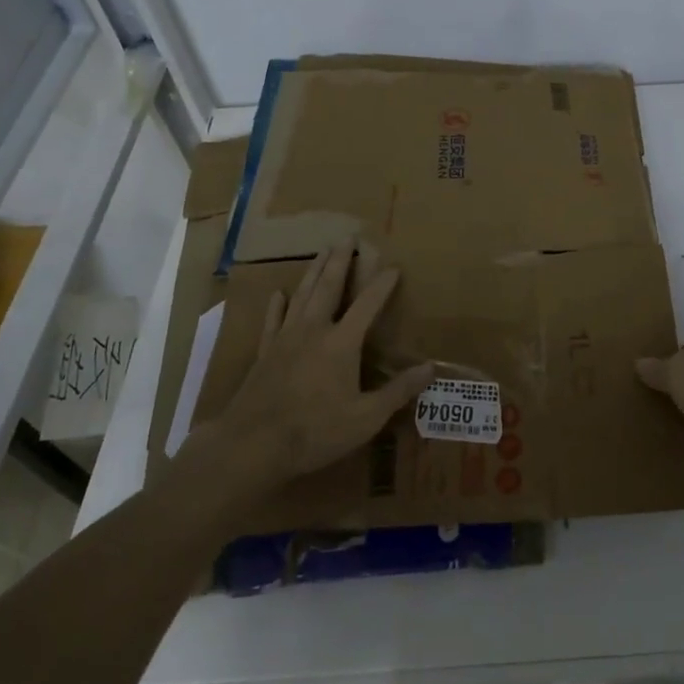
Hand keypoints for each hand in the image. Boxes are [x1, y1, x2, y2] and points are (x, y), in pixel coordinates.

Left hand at [190, 242, 431, 489]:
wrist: (252, 445)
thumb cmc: (315, 431)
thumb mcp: (366, 418)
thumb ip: (398, 391)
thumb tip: (430, 368)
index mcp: (342, 343)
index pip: (368, 305)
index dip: (382, 285)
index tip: (394, 266)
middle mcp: (314, 331)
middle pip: (329, 287)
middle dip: (340, 261)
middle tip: (347, 237)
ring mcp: (286, 339)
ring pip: (302, 295)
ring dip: (314, 272)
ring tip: (322, 252)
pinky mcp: (265, 353)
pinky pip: (272, 321)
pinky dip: (277, 305)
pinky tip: (279, 293)